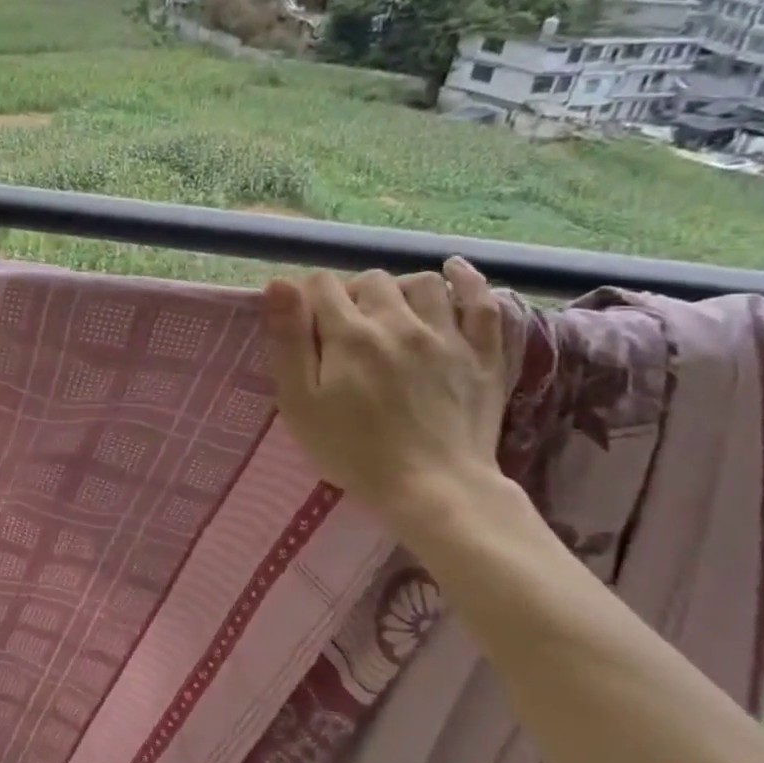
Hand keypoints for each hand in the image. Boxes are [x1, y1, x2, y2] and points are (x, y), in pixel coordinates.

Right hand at [263, 257, 507, 530]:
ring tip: (391, 312)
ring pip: (423, 283)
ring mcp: (448, 336)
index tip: (305, 325)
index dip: (307, 299)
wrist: (435, 490)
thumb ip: (288, 340)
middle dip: (351, 294)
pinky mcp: (484, 355)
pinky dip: (468, 281)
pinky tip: (454, 272)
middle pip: (371, 280)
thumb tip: (279, 284)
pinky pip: (483, 302)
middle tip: (345, 329)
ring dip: (400, 289)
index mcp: (350, 335)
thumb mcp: (299, 402)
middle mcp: (399, 323)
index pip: (321, 285)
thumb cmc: (353, 450)